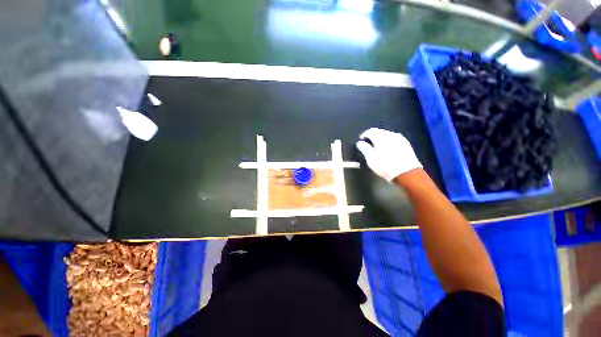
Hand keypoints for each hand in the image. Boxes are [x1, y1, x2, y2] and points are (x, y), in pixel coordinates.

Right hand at [356, 128, 421, 180]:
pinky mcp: (406, 143)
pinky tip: (387, 150)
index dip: (364, 135)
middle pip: (379, 132)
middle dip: (372, 137)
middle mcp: (391, 134)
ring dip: (381, 139)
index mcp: (381, 137)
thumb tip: (360, 142)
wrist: (407, 173)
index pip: (370, 131)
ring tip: (377, 148)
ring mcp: (400, 138)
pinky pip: (394, 139)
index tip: (361, 141)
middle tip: (368, 145)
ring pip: (387, 135)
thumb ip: (364, 148)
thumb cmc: (385, 166)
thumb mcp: (370, 159)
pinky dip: (388, 142)